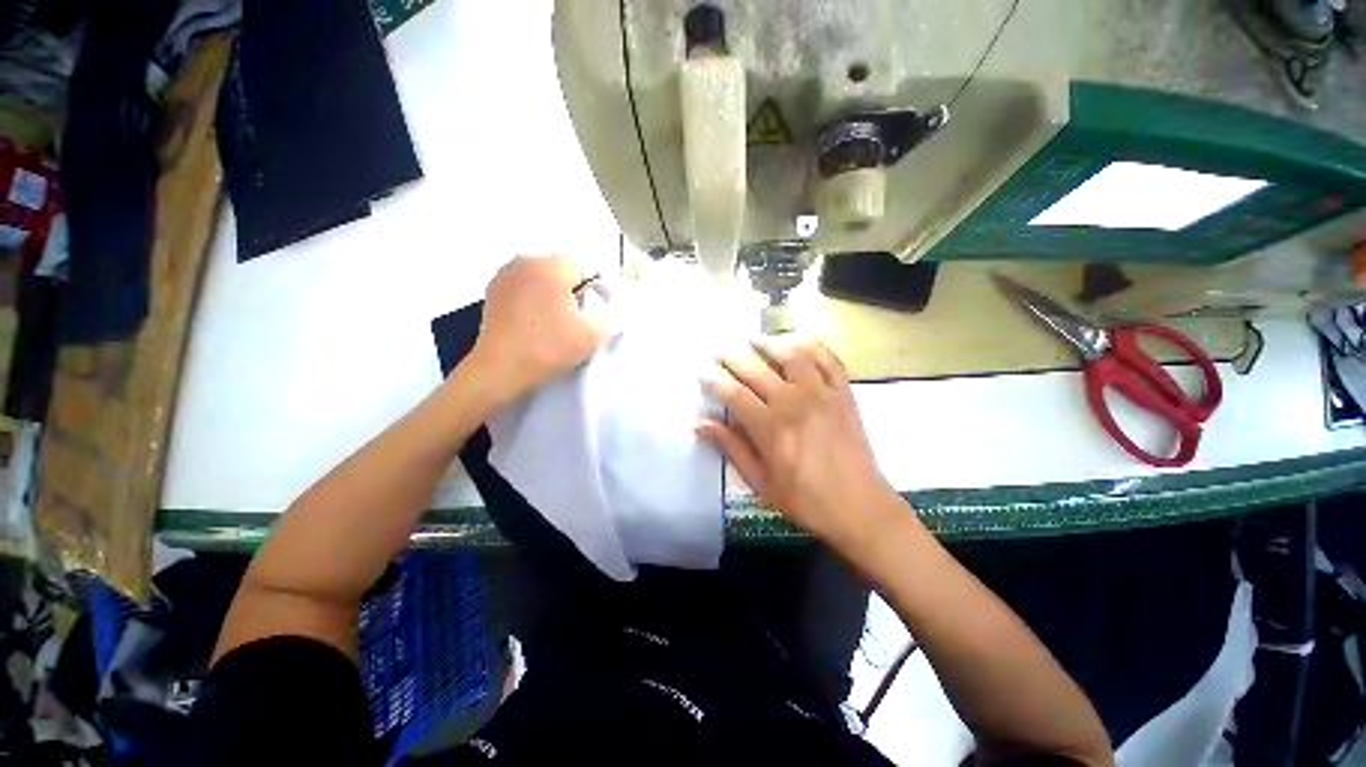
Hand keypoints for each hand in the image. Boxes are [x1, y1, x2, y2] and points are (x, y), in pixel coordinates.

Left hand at [466, 256, 612, 401]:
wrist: (499, 370)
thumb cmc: (547, 348)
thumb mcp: (593, 335)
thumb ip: (614, 316)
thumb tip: (620, 308)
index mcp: (549, 266)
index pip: (585, 264)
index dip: (596, 288)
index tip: (592, 312)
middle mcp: (524, 261)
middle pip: (563, 270)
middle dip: (574, 291)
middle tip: (575, 321)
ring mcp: (504, 276)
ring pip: (543, 279)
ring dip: (553, 295)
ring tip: (554, 324)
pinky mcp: (492, 292)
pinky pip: (524, 288)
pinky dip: (534, 300)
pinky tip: (534, 324)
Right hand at [697, 338, 903, 557]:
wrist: (859, 506)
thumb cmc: (804, 499)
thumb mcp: (760, 481)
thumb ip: (732, 448)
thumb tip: (701, 425)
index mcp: (770, 428)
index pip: (734, 394)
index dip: (715, 380)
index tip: (702, 371)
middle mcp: (794, 403)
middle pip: (757, 371)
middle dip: (733, 357)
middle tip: (719, 349)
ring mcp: (822, 394)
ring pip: (792, 356)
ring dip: (770, 344)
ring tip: (754, 339)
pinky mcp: (844, 393)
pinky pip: (829, 359)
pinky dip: (812, 346)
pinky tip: (797, 342)